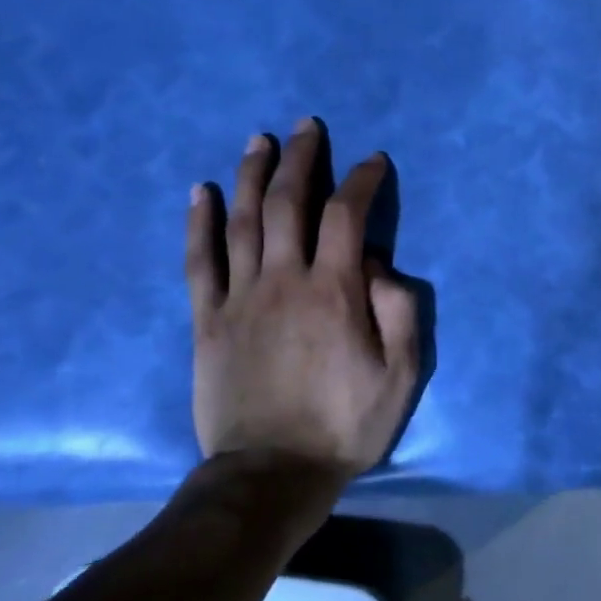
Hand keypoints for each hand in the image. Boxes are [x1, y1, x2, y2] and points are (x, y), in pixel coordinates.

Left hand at [185, 119, 420, 481]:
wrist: (271, 473)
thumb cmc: (344, 425)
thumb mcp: (401, 376)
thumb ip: (399, 311)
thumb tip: (380, 264)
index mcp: (334, 291)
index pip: (348, 215)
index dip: (362, 181)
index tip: (372, 162)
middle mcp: (284, 280)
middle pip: (289, 203)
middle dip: (301, 159)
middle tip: (306, 127)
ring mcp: (240, 297)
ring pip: (243, 221)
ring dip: (251, 175)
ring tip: (258, 140)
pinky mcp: (208, 320)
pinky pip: (199, 261)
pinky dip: (199, 222)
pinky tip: (201, 191)